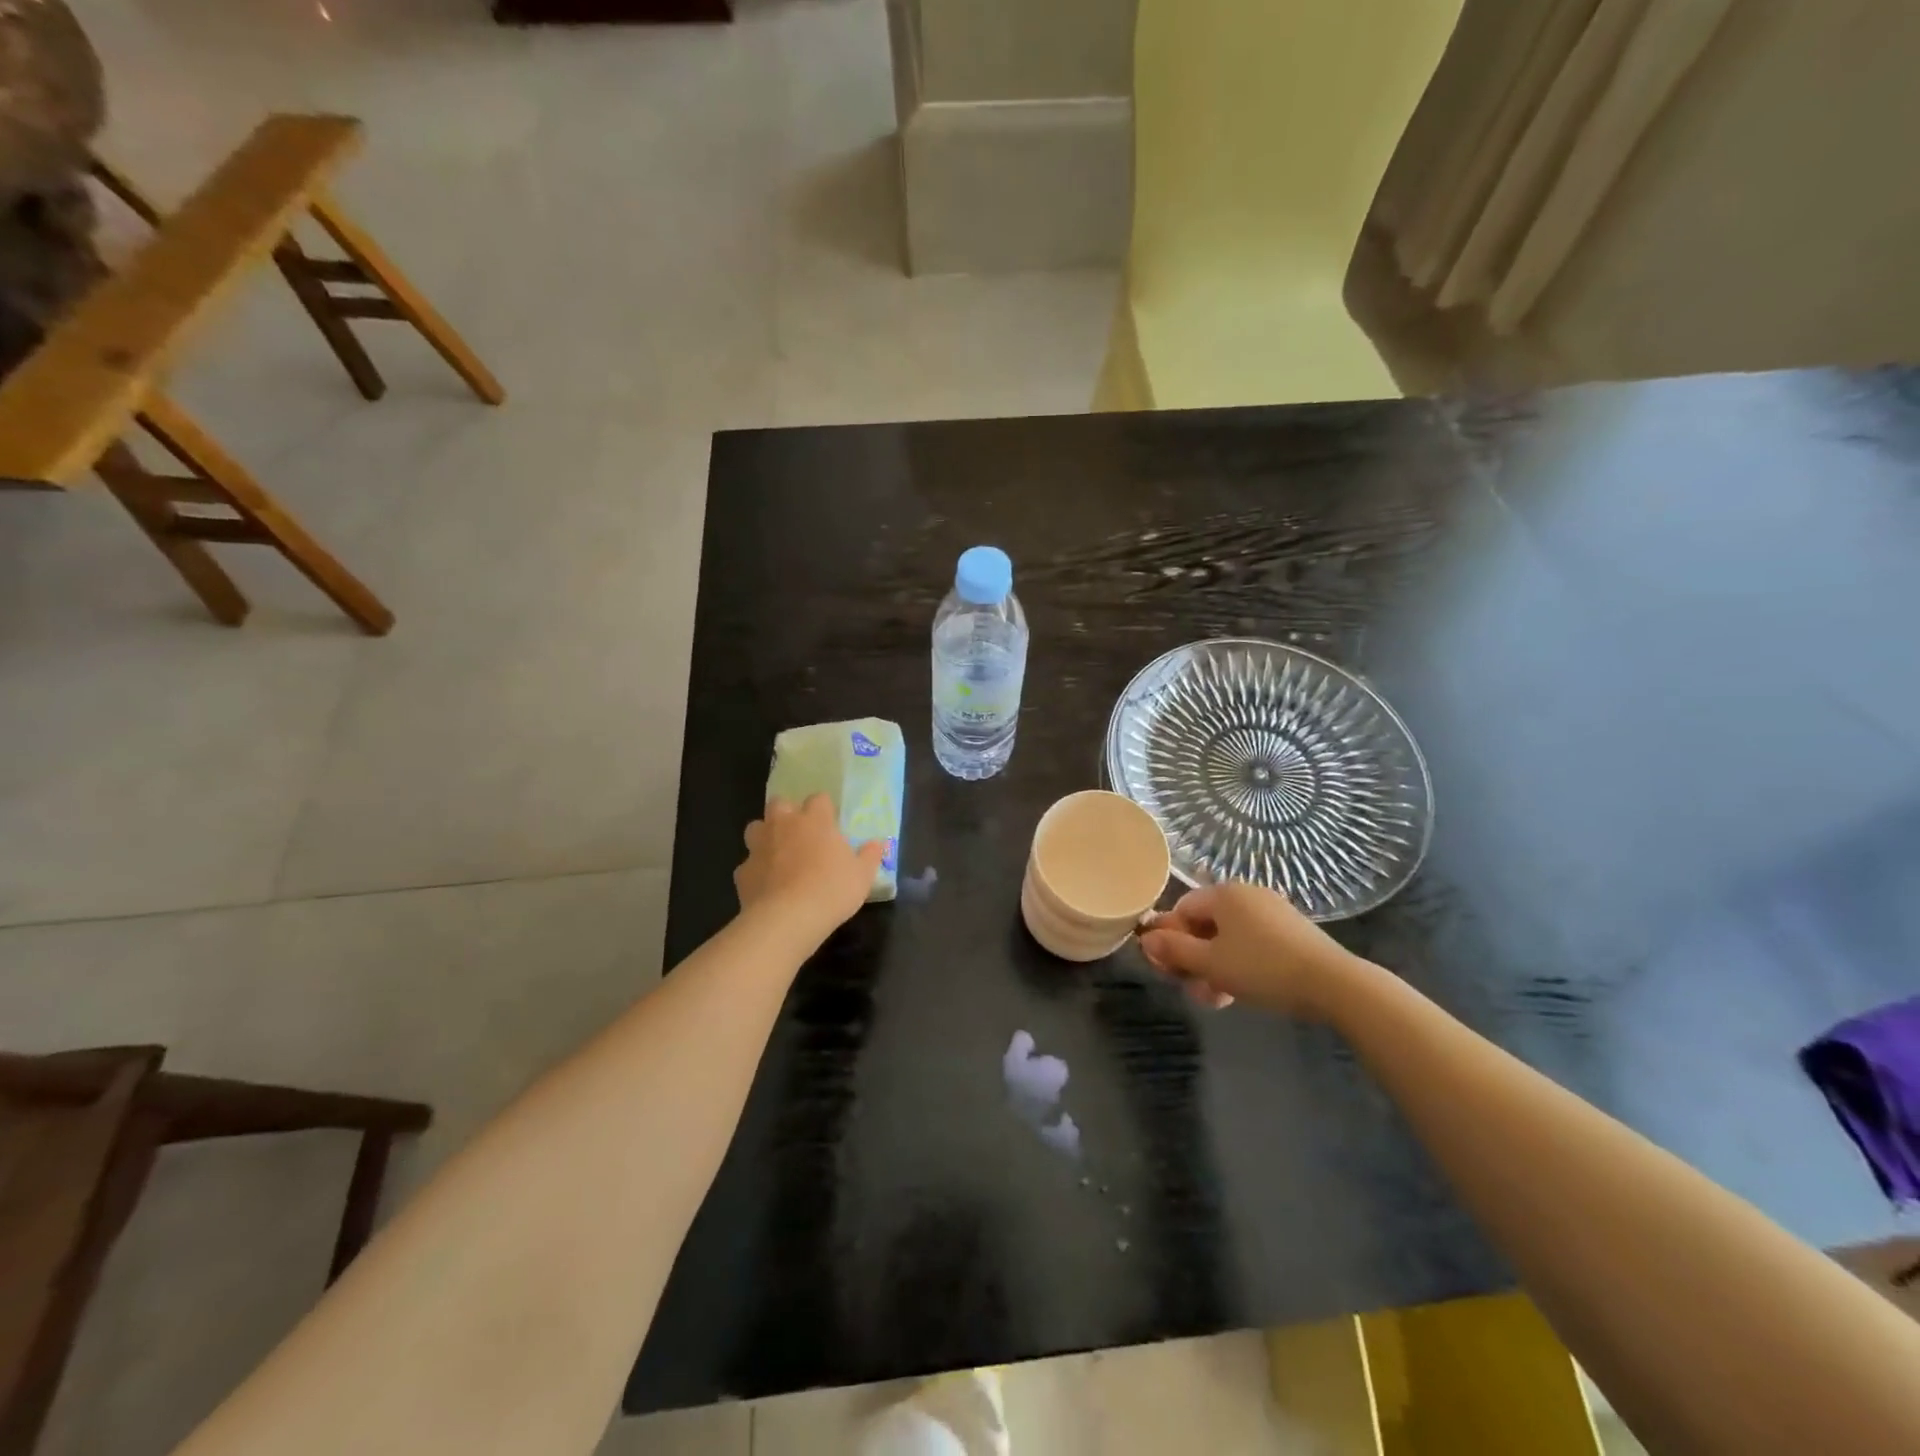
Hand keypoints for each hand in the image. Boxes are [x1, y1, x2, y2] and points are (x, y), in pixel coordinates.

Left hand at [735, 794, 884, 938]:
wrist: (787, 918)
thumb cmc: (831, 890)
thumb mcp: (862, 876)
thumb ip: (869, 856)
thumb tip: (876, 843)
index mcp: (814, 820)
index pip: (818, 799)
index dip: (824, 810)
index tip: (830, 824)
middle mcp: (783, 825)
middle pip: (779, 803)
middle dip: (787, 813)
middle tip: (800, 833)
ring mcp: (759, 846)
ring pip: (756, 828)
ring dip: (765, 836)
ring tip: (777, 854)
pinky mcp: (742, 871)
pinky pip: (748, 864)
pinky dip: (756, 871)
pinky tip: (766, 886)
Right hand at [1138, 880, 1361, 1017]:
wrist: (1333, 984)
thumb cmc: (1263, 968)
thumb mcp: (1211, 963)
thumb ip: (1174, 950)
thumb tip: (1144, 938)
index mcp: (1224, 893)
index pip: (1181, 910)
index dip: (1169, 940)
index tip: (1170, 970)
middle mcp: (1246, 895)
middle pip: (1204, 925)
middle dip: (1193, 959)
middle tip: (1192, 989)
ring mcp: (1271, 912)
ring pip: (1227, 939)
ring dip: (1214, 968)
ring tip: (1215, 999)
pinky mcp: (1290, 932)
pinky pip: (1251, 943)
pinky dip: (1239, 965)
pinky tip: (1238, 993)